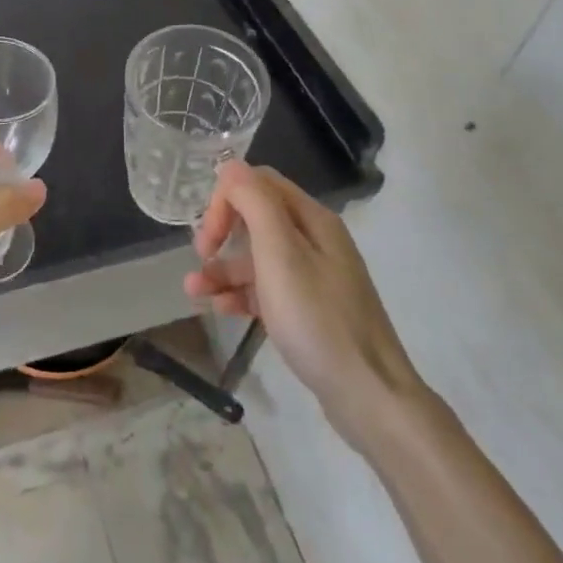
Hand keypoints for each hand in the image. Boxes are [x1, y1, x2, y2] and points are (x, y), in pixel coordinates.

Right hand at [186, 161, 426, 455]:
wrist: (369, 396)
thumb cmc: (318, 319)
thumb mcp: (280, 254)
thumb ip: (254, 202)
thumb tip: (230, 166)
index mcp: (312, 219)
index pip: (258, 183)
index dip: (226, 199)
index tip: (207, 235)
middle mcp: (315, 240)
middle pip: (257, 217)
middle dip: (221, 231)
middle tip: (200, 256)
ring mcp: (314, 276)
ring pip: (258, 257)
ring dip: (223, 267)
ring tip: (193, 292)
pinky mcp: (310, 309)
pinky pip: (267, 288)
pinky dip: (240, 293)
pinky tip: (219, 309)